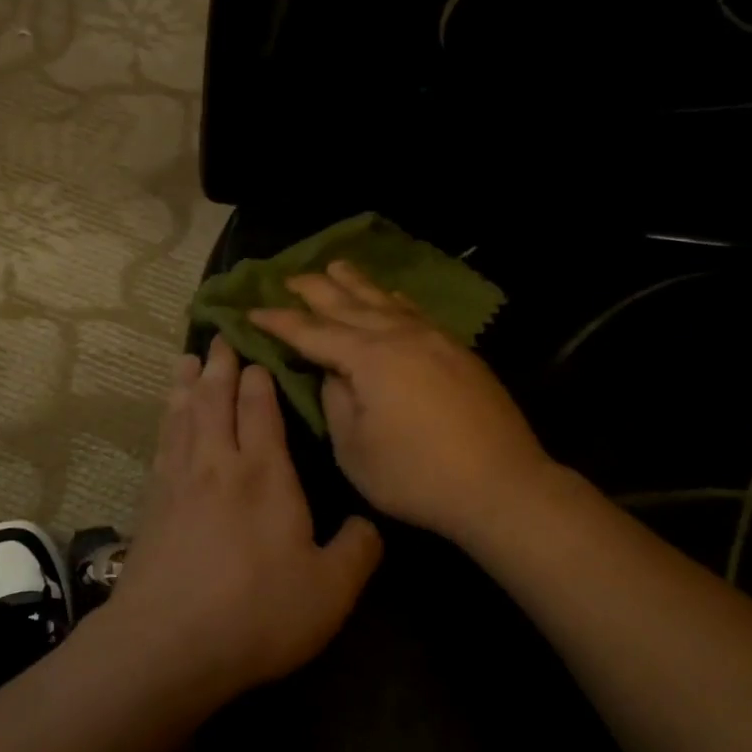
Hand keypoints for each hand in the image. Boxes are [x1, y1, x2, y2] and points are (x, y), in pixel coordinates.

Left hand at [104, 335, 383, 695]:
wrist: (168, 644)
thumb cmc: (256, 612)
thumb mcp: (330, 590)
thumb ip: (358, 551)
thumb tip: (370, 525)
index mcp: (264, 472)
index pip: (259, 407)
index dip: (258, 378)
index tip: (258, 353)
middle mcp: (218, 463)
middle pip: (215, 399)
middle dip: (220, 365)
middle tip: (219, 337)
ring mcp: (178, 481)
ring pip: (183, 415)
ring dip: (186, 384)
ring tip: (187, 360)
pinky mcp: (151, 504)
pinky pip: (162, 444)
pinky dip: (166, 420)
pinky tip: (167, 420)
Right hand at [248, 261, 553, 545]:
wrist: (501, 485)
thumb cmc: (417, 476)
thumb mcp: (355, 450)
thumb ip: (336, 403)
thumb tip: (333, 373)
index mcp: (369, 358)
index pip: (312, 332)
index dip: (279, 322)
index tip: (250, 311)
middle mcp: (400, 336)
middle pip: (348, 304)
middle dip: (315, 290)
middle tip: (288, 278)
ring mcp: (434, 340)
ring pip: (385, 301)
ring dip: (355, 283)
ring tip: (335, 266)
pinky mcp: (457, 352)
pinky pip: (414, 312)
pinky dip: (393, 300)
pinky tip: (389, 296)